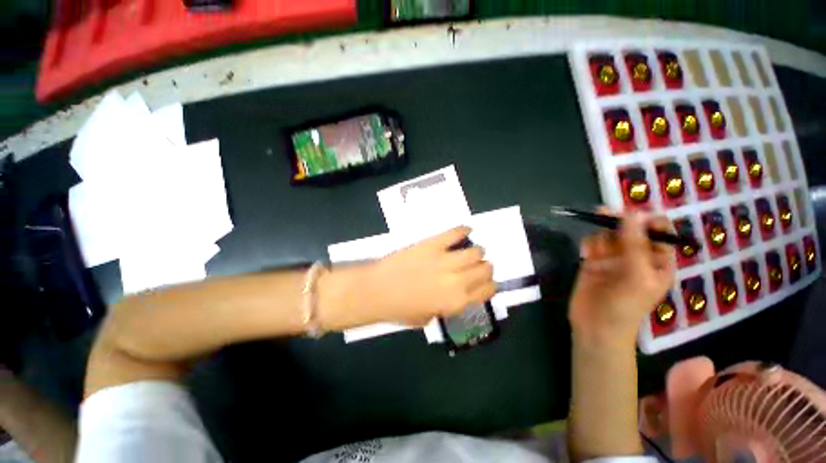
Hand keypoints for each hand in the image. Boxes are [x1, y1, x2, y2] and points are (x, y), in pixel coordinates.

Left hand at [366, 227, 495, 324]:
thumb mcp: (429, 317)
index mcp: (457, 302)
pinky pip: (455, 233)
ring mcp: (445, 260)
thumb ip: (447, 307)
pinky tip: (465, 230)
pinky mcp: (433, 244)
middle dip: (485, 267)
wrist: (377, 290)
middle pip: (485, 268)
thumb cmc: (400, 309)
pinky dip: (463, 230)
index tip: (484, 281)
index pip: (488, 290)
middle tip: (476, 265)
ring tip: (468, 250)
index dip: (490, 284)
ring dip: (476, 251)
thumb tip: (455, 294)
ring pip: (475, 251)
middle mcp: (458, 281)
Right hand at [569, 211, 675, 346]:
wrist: (596, 326)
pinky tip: (585, 254)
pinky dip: (588, 245)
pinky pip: (592, 245)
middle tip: (603, 212)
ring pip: (609, 235)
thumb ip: (634, 244)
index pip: (659, 232)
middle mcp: (637, 257)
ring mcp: (613, 259)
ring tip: (593, 246)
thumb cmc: (625, 305)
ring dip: (600, 235)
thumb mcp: (636, 275)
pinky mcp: (593, 262)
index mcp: (658, 261)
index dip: (647, 220)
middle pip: (631, 230)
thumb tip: (631, 213)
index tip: (630, 214)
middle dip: (618, 222)